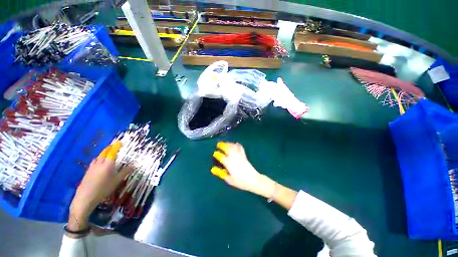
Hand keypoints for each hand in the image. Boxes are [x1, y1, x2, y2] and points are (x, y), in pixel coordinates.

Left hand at [67, 142, 132, 234]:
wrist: (86, 197)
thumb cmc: (104, 188)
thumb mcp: (117, 181)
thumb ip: (125, 172)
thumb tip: (133, 165)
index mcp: (108, 164)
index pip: (112, 153)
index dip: (116, 147)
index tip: (119, 143)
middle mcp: (99, 163)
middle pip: (104, 153)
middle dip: (109, 148)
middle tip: (113, 146)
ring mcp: (92, 167)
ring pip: (98, 157)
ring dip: (102, 153)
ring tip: (106, 153)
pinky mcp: (88, 172)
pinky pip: (94, 162)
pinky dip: (98, 159)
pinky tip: (98, 163)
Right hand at [211, 142, 275, 197]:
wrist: (253, 180)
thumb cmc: (240, 181)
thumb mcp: (229, 179)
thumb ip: (220, 173)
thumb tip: (213, 169)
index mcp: (228, 163)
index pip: (221, 157)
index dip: (217, 154)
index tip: (215, 153)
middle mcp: (233, 158)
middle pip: (227, 149)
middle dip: (222, 145)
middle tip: (219, 144)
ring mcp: (239, 156)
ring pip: (233, 147)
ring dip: (229, 144)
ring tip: (225, 143)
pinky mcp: (244, 156)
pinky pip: (240, 148)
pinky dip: (237, 145)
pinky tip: (236, 143)